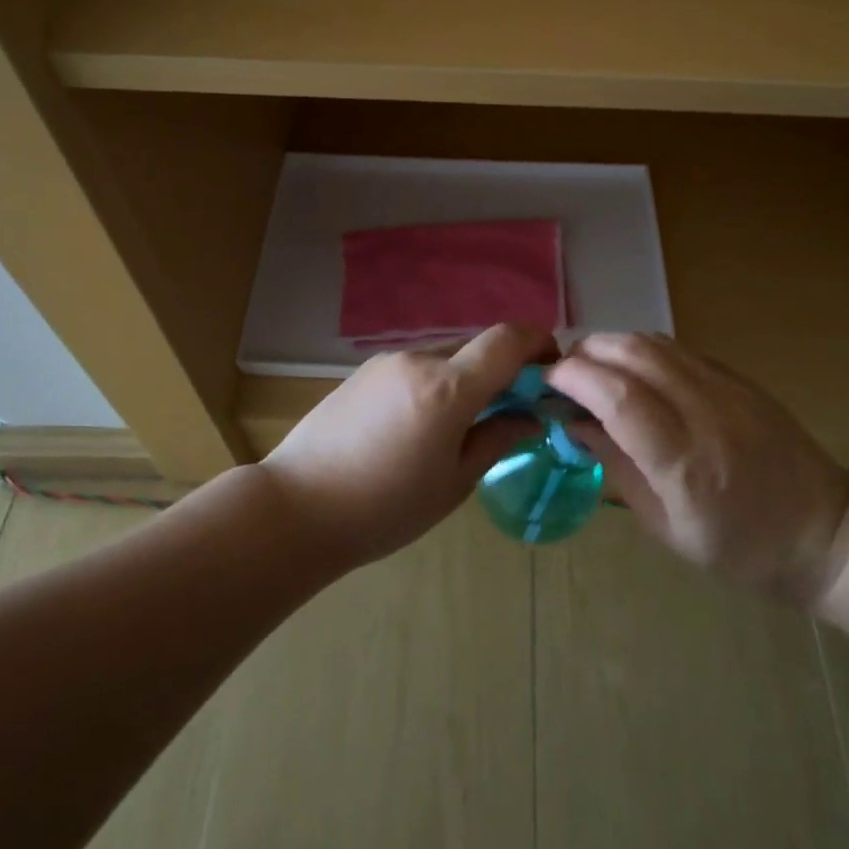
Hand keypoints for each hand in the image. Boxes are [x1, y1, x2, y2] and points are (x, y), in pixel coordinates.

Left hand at [257, 324, 556, 565]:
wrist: (297, 508)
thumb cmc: (385, 507)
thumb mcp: (453, 483)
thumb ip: (496, 439)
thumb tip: (527, 417)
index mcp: (448, 388)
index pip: (506, 340)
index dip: (537, 343)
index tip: (551, 368)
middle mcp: (419, 361)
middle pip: (476, 349)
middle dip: (501, 371)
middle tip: (508, 411)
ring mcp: (386, 363)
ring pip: (444, 358)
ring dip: (465, 379)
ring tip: (458, 427)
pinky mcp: (362, 373)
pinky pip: (414, 368)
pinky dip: (434, 384)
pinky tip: (418, 426)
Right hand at [547, 334, 848, 603]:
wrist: (822, 533)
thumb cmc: (737, 548)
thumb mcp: (665, 527)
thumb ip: (617, 467)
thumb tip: (574, 423)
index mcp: (684, 464)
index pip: (619, 397)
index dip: (574, 378)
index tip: (546, 382)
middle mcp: (706, 413)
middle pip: (634, 353)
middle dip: (586, 353)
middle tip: (564, 373)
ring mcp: (728, 389)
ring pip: (655, 341)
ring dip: (612, 345)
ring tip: (592, 368)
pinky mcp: (740, 378)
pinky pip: (678, 349)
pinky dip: (642, 350)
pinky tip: (632, 372)